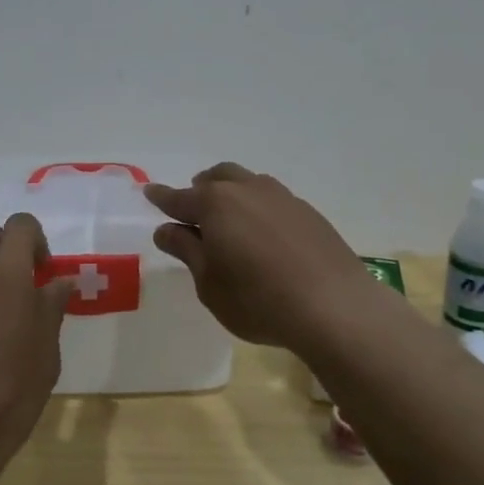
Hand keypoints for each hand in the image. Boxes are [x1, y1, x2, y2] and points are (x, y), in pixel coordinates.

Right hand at [146, 163, 392, 353]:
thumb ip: (187, 250)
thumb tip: (167, 229)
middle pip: (216, 178)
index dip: (161, 198)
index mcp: (215, 204)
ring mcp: (281, 197)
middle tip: (192, 209)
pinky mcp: (307, 212)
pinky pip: (272, 199)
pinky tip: (264, 233)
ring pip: (247, 182)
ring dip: (231, 193)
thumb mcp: (209, 283)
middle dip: (200, 189)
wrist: (334, 306)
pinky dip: (258, 207)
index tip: (149, 192)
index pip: (179, 198)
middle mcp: (247, 190)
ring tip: (229, 219)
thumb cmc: (258, 300)